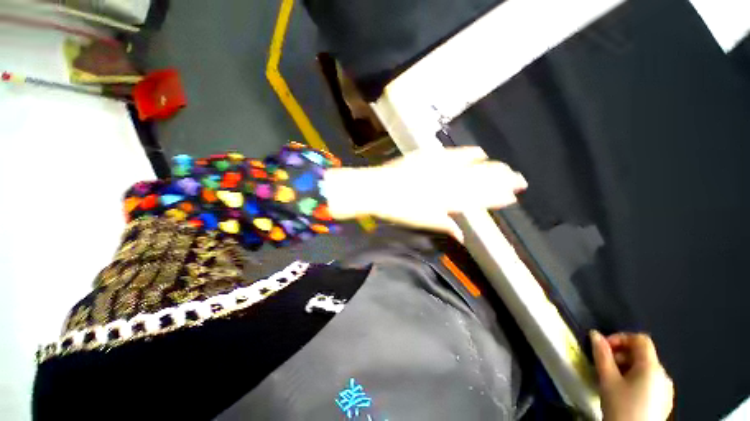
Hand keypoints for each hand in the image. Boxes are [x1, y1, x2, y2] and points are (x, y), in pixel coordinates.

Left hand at [324, 147, 526, 240]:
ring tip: (506, 168)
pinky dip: (467, 153)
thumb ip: (445, 225)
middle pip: (479, 182)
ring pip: (471, 167)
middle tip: (519, 180)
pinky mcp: (428, 156)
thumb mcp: (422, 221)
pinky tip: (479, 151)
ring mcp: (438, 167)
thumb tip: (462, 235)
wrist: (378, 188)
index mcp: (446, 201)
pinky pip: (453, 153)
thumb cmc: (398, 209)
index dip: (496, 198)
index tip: (512, 197)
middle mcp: (447, 183)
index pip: (477, 200)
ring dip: (490, 168)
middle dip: (500, 181)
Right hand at [591, 331, 673, 420]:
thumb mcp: (607, 380)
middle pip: (643, 355)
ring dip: (628, 368)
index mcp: (652, 367)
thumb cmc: (620, 406)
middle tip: (604, 365)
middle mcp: (664, 375)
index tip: (603, 347)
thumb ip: (601, 354)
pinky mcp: (665, 402)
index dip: (620, 338)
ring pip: (646, 370)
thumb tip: (594, 334)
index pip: (640, 339)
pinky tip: (625, 393)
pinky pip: (650, 383)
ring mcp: (667, 390)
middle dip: (621, 356)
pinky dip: (636, 381)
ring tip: (612, 380)